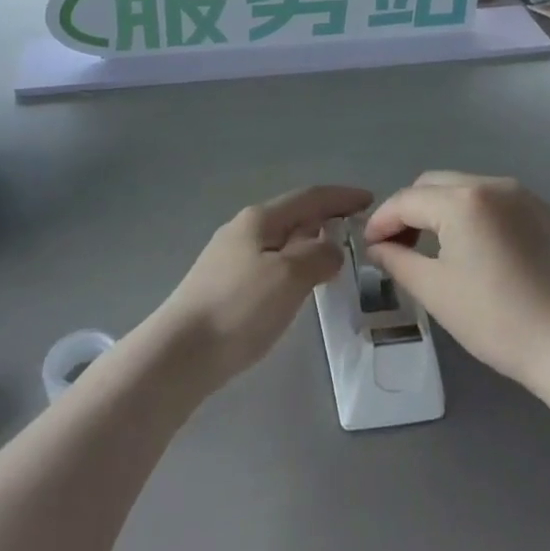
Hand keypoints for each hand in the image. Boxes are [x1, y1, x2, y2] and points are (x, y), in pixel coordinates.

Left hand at [153, 185, 367, 387]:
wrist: (179, 353)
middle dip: (326, 218)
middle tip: (357, 231)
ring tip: (335, 258)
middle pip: (293, 216)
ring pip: (280, 241)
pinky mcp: (224, 286)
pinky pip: (270, 264)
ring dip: (310, 243)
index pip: (309, 197)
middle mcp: (243, 230)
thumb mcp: (289, 277)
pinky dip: (293, 265)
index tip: (370, 200)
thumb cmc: (239, 308)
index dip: (341, 197)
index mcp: (260, 219)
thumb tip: (331, 248)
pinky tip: (299, 285)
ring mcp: (229, 258)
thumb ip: (318, 256)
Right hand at [362, 173, 549, 397]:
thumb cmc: (497, 320)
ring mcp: (525, 196)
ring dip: (442, 210)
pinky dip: (475, 215)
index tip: (368, 246)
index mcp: (463, 200)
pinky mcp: (547, 214)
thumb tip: (377, 246)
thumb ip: (397, 259)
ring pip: (466, 189)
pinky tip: (477, 250)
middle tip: (398, 247)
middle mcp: (494, 184)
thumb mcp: (435, 291)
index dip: (381, 221)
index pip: (407, 200)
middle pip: (435, 185)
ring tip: (435, 248)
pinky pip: (497, 202)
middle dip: (410, 211)